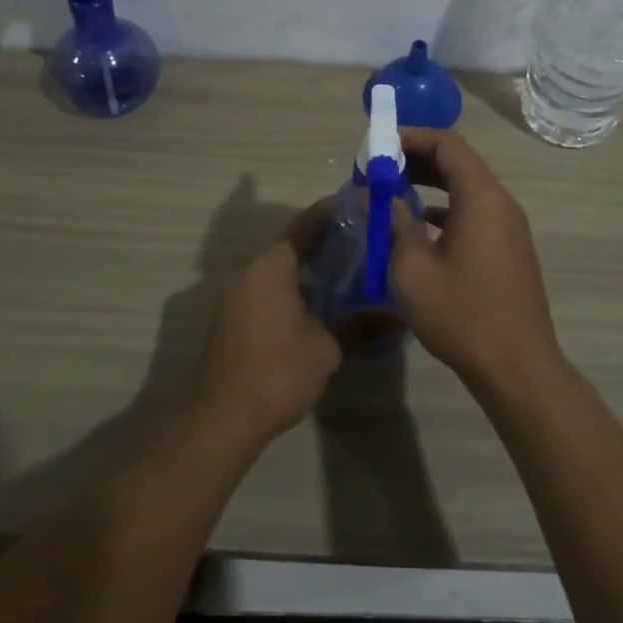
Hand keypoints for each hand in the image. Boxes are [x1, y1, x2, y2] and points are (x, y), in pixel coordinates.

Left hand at [196, 200, 342, 443]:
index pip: (306, 223)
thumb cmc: (277, 372)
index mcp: (272, 266)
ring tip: (351, 268)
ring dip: (311, 264)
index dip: (334, 211)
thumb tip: (399, 317)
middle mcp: (251, 270)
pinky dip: (296, 284)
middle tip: (366, 239)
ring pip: (281, 266)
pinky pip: (270, 286)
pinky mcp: (235, 316)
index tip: (363, 204)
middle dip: (328, 239)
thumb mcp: (327, 348)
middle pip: (293, 242)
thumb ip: (361, 326)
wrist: (222, 418)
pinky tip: (322, 300)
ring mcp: (238, 294)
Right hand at [389, 128, 563, 390]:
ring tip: (392, 191)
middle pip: (459, 162)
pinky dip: (447, 207)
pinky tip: (420, 223)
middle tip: (378, 168)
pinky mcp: (509, 247)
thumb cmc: (461, 314)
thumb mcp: (412, 269)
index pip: (448, 144)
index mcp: (481, 197)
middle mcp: (501, 202)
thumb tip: (376, 195)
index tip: (378, 145)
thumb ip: (393, 223)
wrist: (517, 365)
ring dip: (431, 184)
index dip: (412, 137)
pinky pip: (476, 211)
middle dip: (417, 159)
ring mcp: (509, 226)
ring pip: (467, 187)